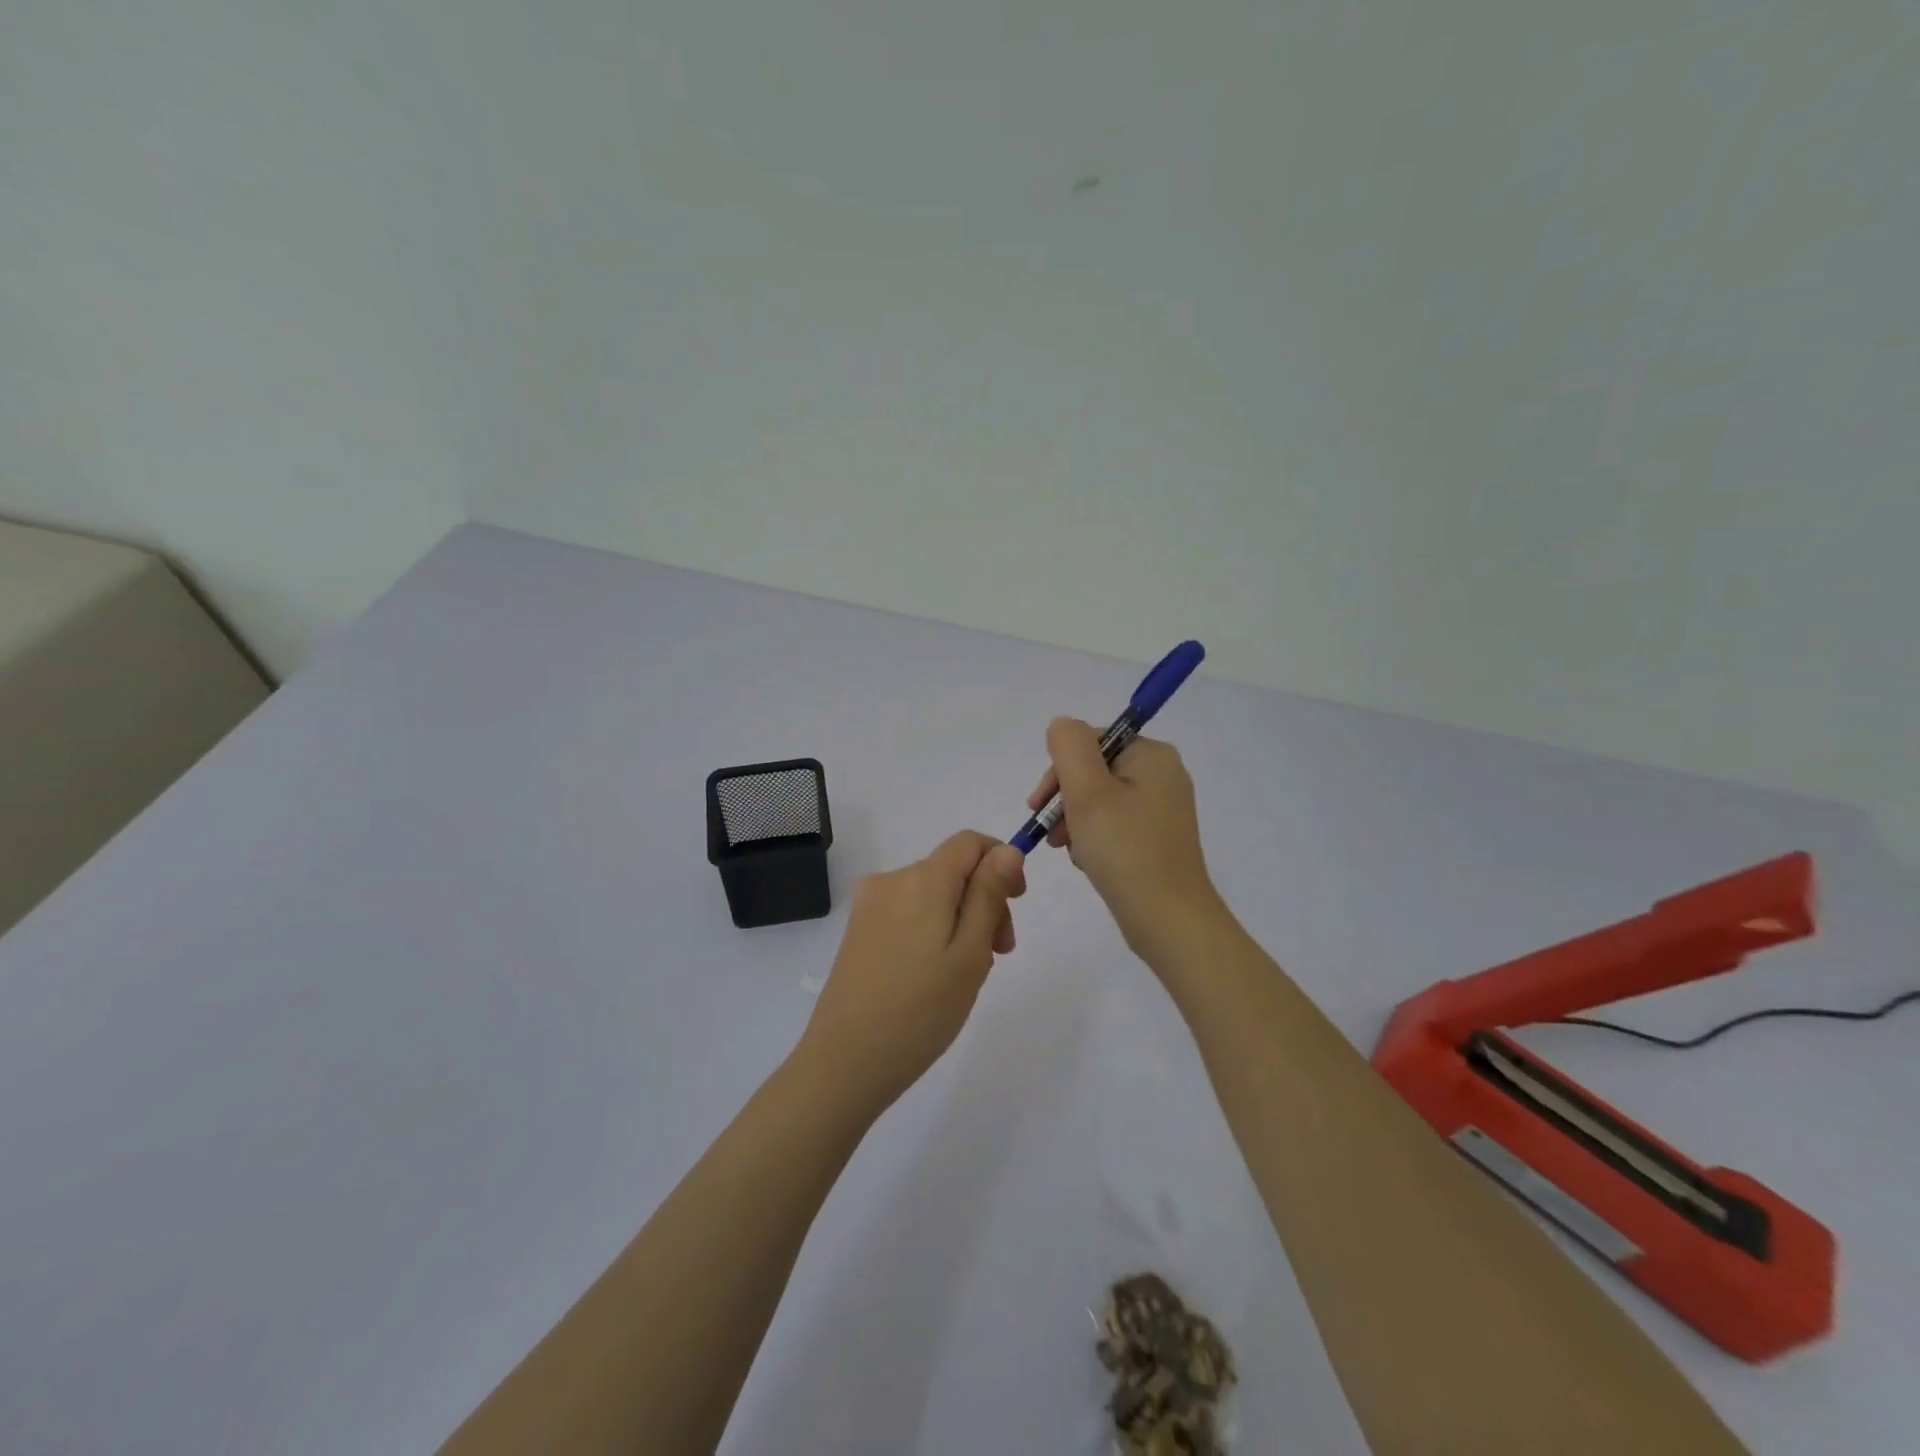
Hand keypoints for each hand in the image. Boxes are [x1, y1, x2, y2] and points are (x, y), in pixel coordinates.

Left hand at [798, 831, 1025, 1114]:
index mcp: (922, 879)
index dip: (1001, 862)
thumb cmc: (920, 1011)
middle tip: (999, 954)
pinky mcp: (858, 930)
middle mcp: (892, 880)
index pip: (969, 842)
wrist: (845, 1063)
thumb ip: (989, 895)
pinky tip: (934, 975)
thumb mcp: (970, 953)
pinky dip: (933, 930)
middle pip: (952, 869)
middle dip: (984, 899)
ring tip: (966, 972)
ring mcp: (870, 905)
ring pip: (932, 893)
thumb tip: (1007, 850)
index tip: (1016, 904)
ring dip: (961, 919)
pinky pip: (909, 912)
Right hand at [1028, 718, 1219, 956]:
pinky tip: (1088, 861)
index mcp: (1151, 755)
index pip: (1090, 742)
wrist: (1168, 920)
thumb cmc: (1125, 850)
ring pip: (1099, 800)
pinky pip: (1114, 824)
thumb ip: (1068, 746)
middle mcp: (1162, 775)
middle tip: (1051, 834)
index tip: (1040, 805)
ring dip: (1076, 821)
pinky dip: (1094, 839)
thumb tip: (1061, 726)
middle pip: (1093, 771)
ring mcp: (1162, 808)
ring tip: (1071, 851)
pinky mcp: (1157, 838)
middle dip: (1066, 800)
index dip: (1059, 770)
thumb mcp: (1087, 791)